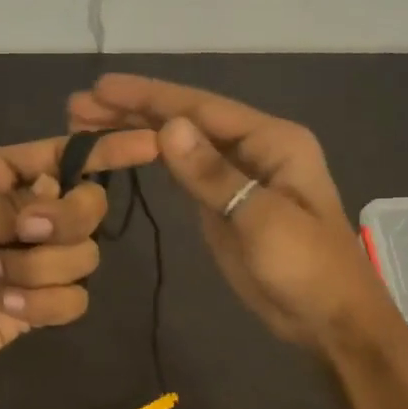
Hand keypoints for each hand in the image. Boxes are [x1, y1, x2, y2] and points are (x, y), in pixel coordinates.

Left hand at [0, 130, 158, 381]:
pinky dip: (47, 302)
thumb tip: (58, 208)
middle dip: (67, 220)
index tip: (152, 143)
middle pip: (88, 206)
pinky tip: (9, 306)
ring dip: (43, 267)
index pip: (63, 155)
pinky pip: (75, 300)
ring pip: (86, 256)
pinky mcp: (36, 306)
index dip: (107, 149)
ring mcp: (34, 262)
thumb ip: (8, 204)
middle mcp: (25, 214)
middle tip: (26, 232)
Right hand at [68, 74, 399, 352]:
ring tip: (85, 123)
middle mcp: (252, 148)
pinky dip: (151, 158)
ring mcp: (236, 175)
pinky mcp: (222, 203)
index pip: (200, 108)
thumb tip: (166, 127)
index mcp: (271, 141)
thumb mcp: (261, 220)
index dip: (148, 96)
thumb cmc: (306, 267)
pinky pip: (182, 171)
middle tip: (78, 106)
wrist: (329, 320)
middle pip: (185, 120)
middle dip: (133, 109)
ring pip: (179, 143)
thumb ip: (212, 175)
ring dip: (136, 130)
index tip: (101, 87)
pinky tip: (123, 148)